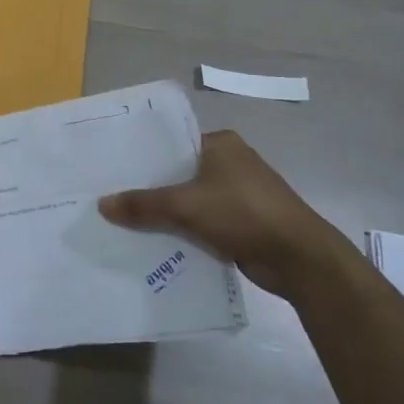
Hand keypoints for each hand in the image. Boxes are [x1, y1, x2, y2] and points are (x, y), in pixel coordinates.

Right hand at [97, 130, 352, 298]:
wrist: (300, 259)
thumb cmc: (243, 214)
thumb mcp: (185, 206)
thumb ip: (143, 205)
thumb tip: (102, 205)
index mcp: (221, 144)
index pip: (172, 144)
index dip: (143, 157)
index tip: (113, 169)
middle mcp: (231, 163)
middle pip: (179, 173)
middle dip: (150, 188)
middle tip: (112, 196)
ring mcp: (240, 194)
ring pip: (190, 200)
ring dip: (167, 213)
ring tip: (126, 221)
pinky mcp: (244, 222)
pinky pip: (203, 222)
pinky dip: (185, 231)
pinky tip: (156, 242)